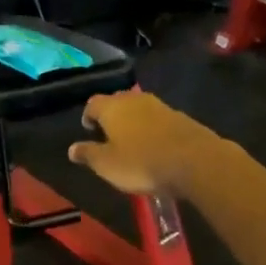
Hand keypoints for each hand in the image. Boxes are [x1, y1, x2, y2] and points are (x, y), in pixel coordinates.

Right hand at [67, 92, 215, 197]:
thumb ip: (88, 154)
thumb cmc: (141, 163)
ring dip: (133, 121)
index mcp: (111, 108)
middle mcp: (133, 100)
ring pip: (138, 108)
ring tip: (132, 141)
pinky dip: (152, 128)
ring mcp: (159, 105)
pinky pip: (158, 118)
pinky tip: (155, 145)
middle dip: (111, 115)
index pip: (92, 104)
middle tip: (109, 135)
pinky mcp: (179, 116)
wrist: (193, 160)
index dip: (88, 116)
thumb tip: (71, 148)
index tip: (89, 130)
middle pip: (116, 101)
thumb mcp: (107, 165)